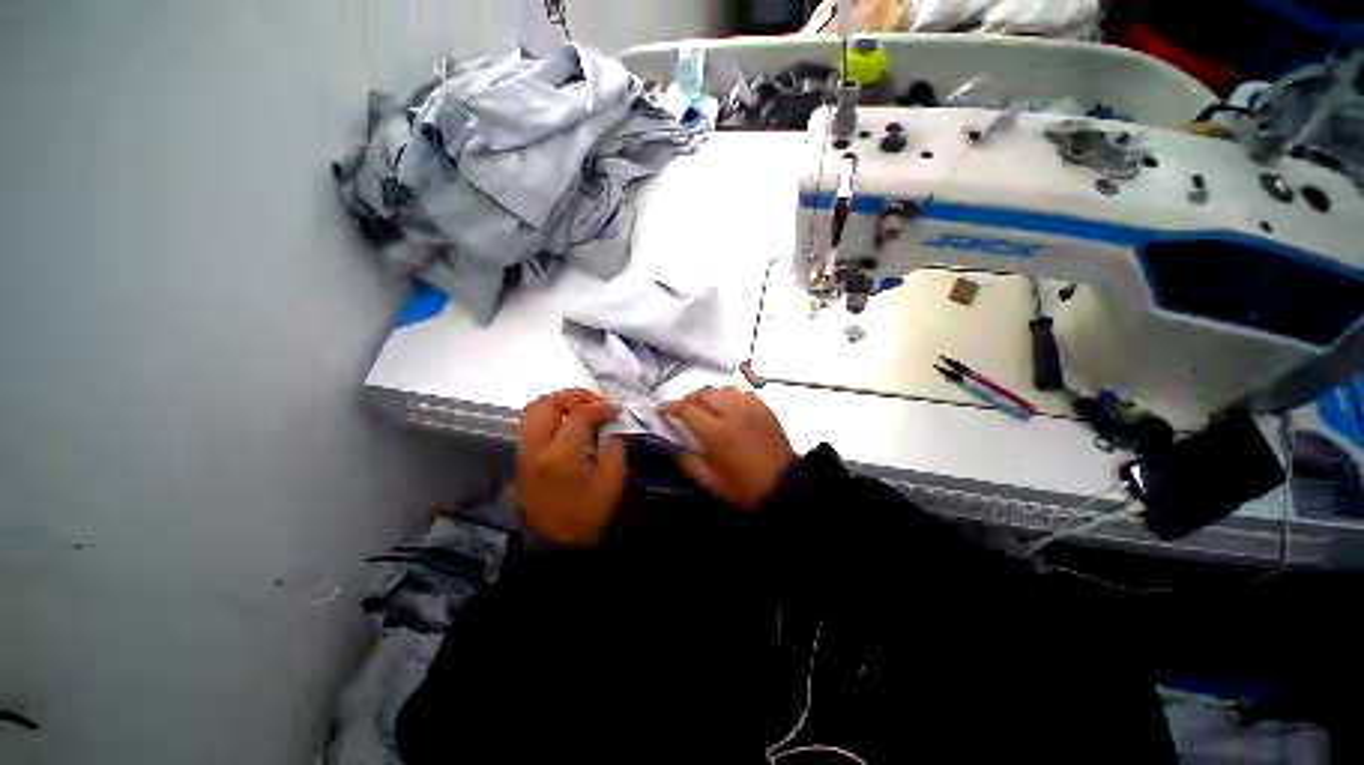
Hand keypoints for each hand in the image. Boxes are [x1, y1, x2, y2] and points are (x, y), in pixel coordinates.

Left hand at [517, 389, 626, 544]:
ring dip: (557, 402)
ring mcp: (524, 453)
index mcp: (559, 455)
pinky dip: (548, 414)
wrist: (555, 543)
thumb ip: (614, 449)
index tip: (614, 410)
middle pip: (546, 405)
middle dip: (572, 396)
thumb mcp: (612, 482)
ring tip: (579, 406)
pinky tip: (565, 421)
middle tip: (594, 399)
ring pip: (532, 411)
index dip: (600, 408)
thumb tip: (609, 431)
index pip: (579, 416)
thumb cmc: (586, 514)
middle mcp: (535, 449)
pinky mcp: (522, 459)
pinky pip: (530, 424)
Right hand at [661, 387, 796, 509]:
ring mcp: (752, 408)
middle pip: (704, 393)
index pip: (687, 409)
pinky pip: (743, 393)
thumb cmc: (744, 488)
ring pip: (723, 389)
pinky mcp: (765, 409)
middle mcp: (733, 413)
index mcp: (717, 433)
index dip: (671, 407)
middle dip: (689, 398)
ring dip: (710, 395)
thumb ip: (687, 461)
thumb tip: (670, 445)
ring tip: (706, 407)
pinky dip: (731, 396)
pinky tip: (730, 408)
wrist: (785, 487)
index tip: (662, 409)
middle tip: (684, 409)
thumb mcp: (710, 482)